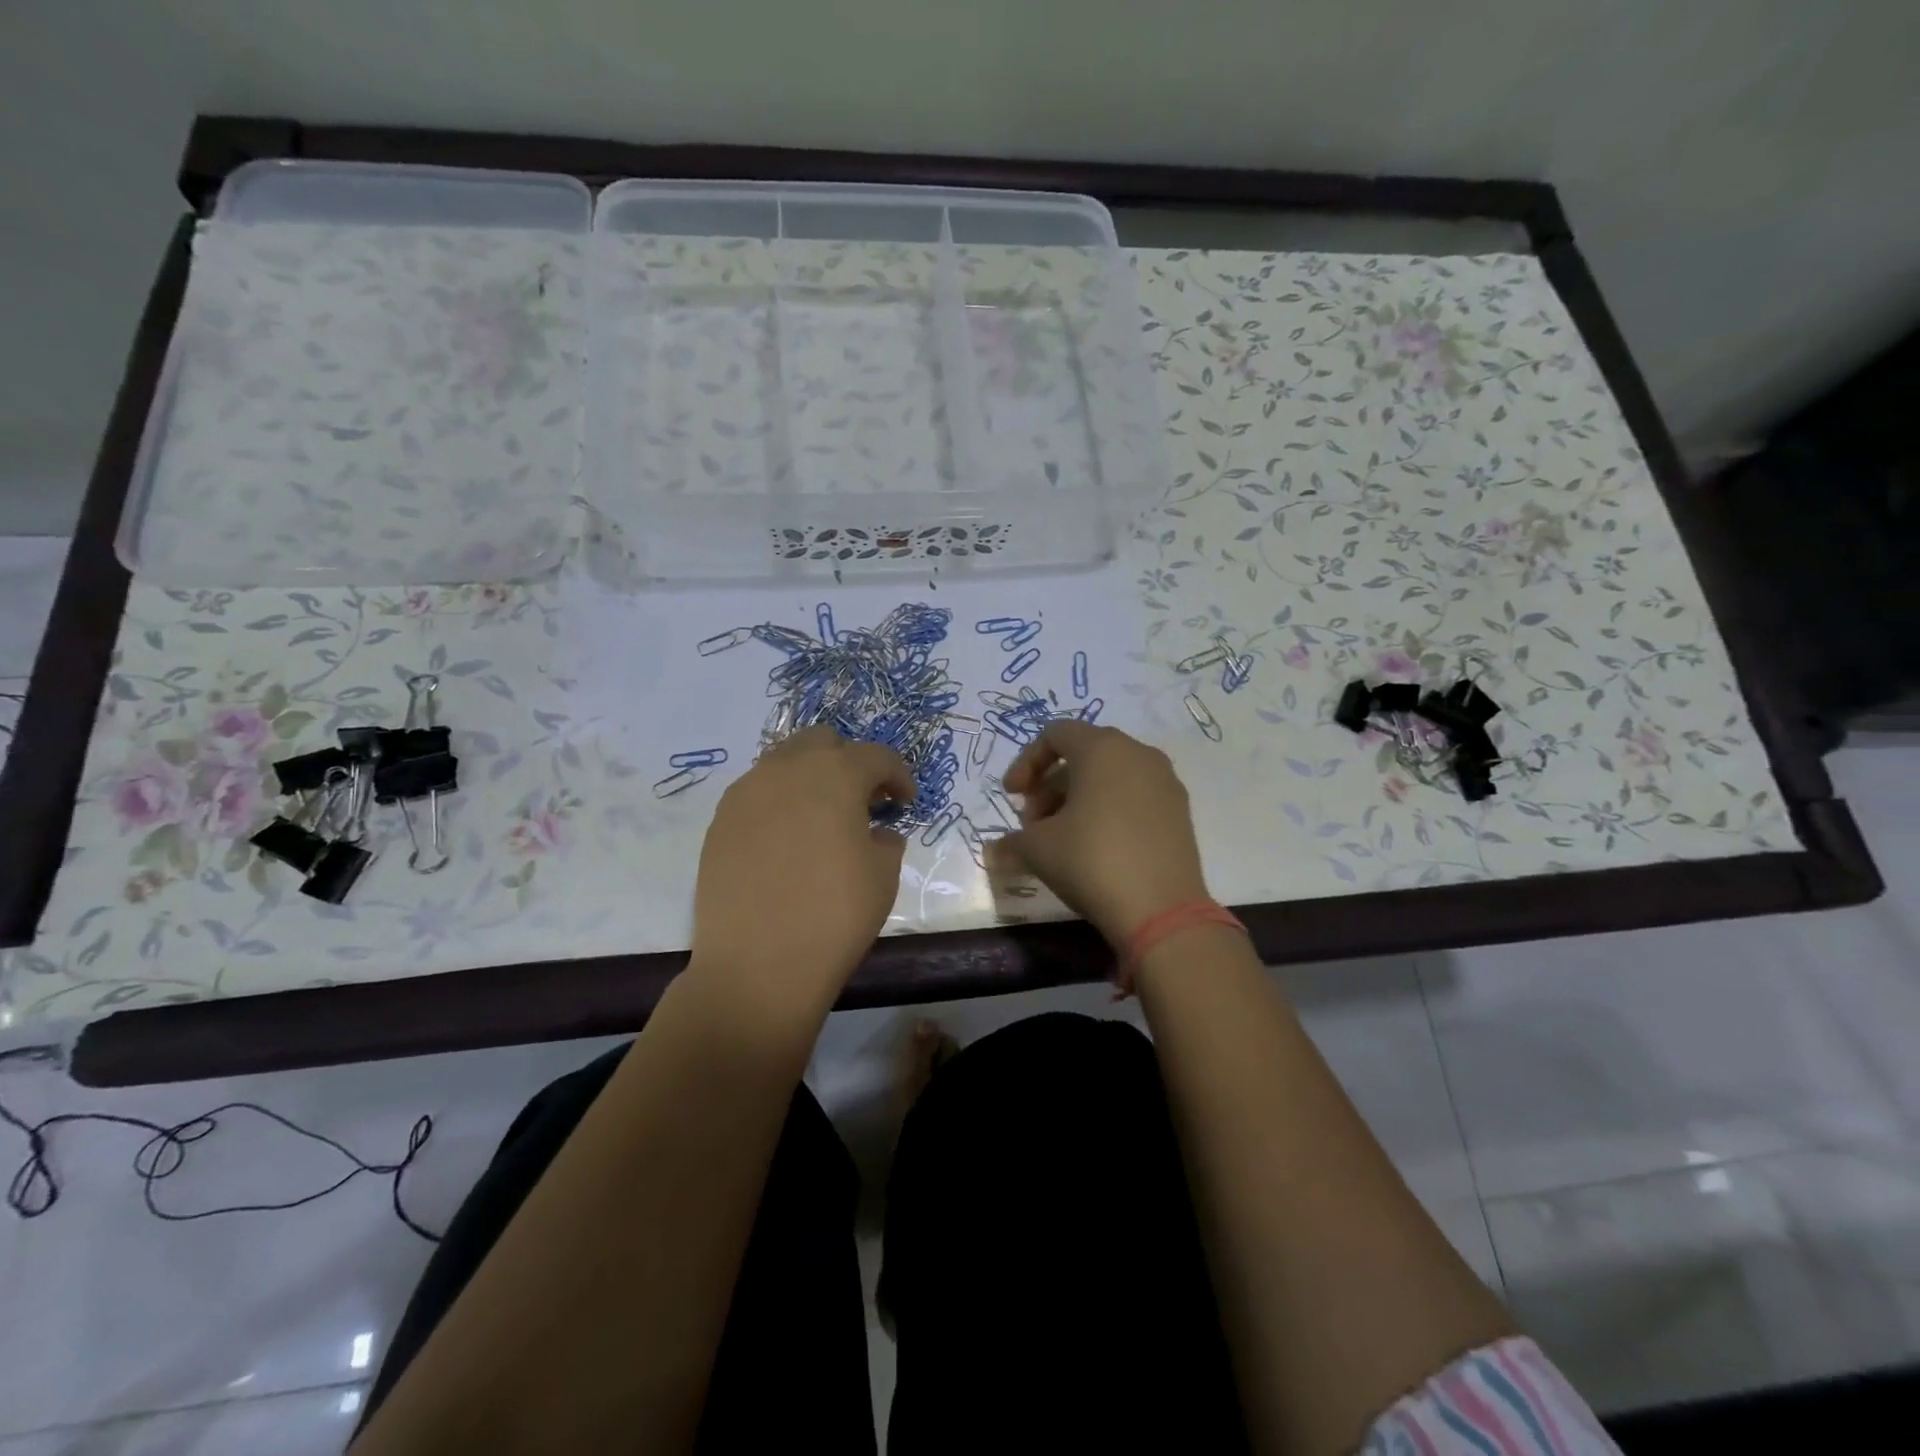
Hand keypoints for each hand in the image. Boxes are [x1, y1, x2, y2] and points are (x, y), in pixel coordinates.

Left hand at [690, 726, 913, 1015]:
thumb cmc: (834, 916)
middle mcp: (786, 769)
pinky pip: (756, 793)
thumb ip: (886, 840)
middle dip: (849, 762)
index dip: (898, 775)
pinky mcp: (719, 821)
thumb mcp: (883, 877)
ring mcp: (746, 792)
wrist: (756, 966)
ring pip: (784, 762)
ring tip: (822, 818)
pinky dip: (779, 802)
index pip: (876, 756)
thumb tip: (877, 832)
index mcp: (834, 775)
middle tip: (863, 801)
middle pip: (823, 742)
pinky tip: (787, 840)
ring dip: (811, 778)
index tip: (905, 802)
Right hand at [996, 722, 1210, 946]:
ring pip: (1111, 776)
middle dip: (1050, 785)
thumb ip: (1011, 842)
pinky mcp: (1180, 812)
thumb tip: (992, 853)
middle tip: (1033, 822)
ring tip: (1061, 839)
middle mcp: (1138, 754)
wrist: (1161, 911)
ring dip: (1078, 799)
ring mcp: (1165, 782)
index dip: (1026, 762)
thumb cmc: (1092, 861)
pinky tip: (1096, 848)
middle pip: (1083, 754)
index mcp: (1102, 748)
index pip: (1056, 734)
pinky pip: (1134, 796)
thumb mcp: (1038, 849)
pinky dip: (1108, 809)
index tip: (1011, 796)